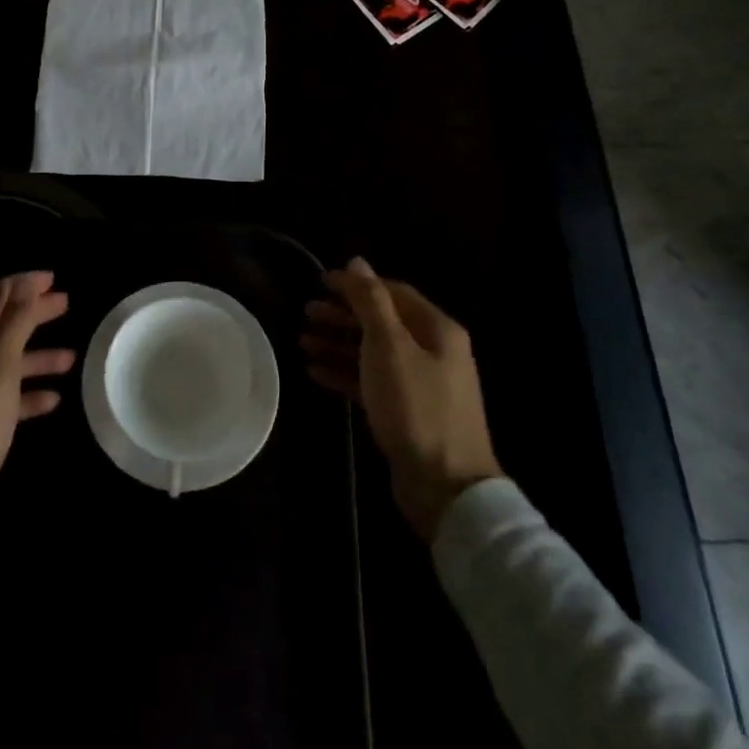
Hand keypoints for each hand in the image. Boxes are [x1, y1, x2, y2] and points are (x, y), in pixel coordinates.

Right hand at [302, 258, 502, 542]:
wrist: (445, 487)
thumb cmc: (416, 406)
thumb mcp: (389, 346)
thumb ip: (371, 301)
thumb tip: (357, 261)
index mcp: (437, 329)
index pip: (392, 293)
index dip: (355, 285)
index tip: (319, 283)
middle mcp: (433, 351)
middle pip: (381, 322)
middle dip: (343, 315)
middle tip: (305, 313)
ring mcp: (421, 384)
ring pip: (373, 353)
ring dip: (338, 344)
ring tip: (302, 342)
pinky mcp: (407, 414)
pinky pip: (371, 382)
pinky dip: (345, 373)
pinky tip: (315, 373)